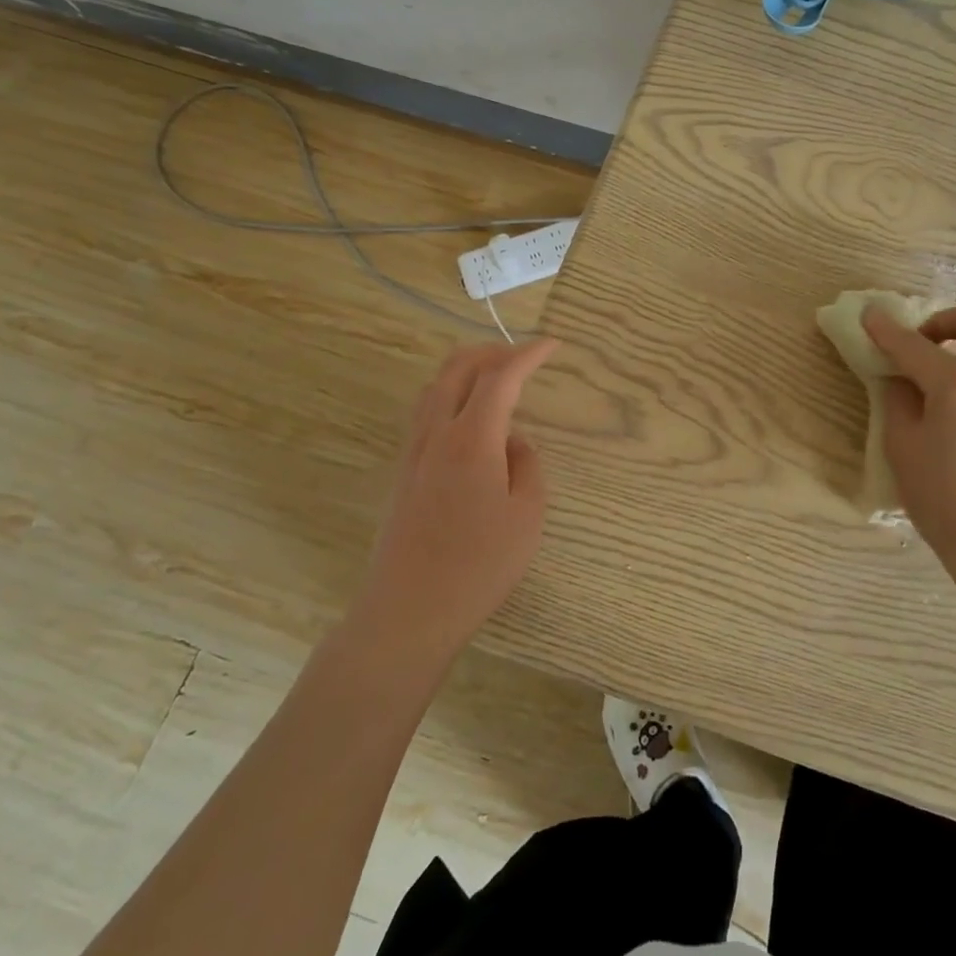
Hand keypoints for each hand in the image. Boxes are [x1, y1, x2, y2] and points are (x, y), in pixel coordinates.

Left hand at [349, 340, 558, 667]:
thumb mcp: (527, 515)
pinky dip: (450, 395)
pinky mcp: (403, 472)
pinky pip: (425, 412)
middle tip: (522, 355)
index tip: (552, 345)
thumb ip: (527, 466)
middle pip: (457, 368)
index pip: (500, 377)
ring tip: (495, 379)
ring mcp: (413, 452)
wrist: (409, 611)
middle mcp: (436, 434)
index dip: (528, 354)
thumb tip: (513, 442)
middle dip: (492, 351)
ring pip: (434, 387)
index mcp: (472, 439)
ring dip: (466, 370)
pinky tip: (469, 419)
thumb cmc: (478, 566)